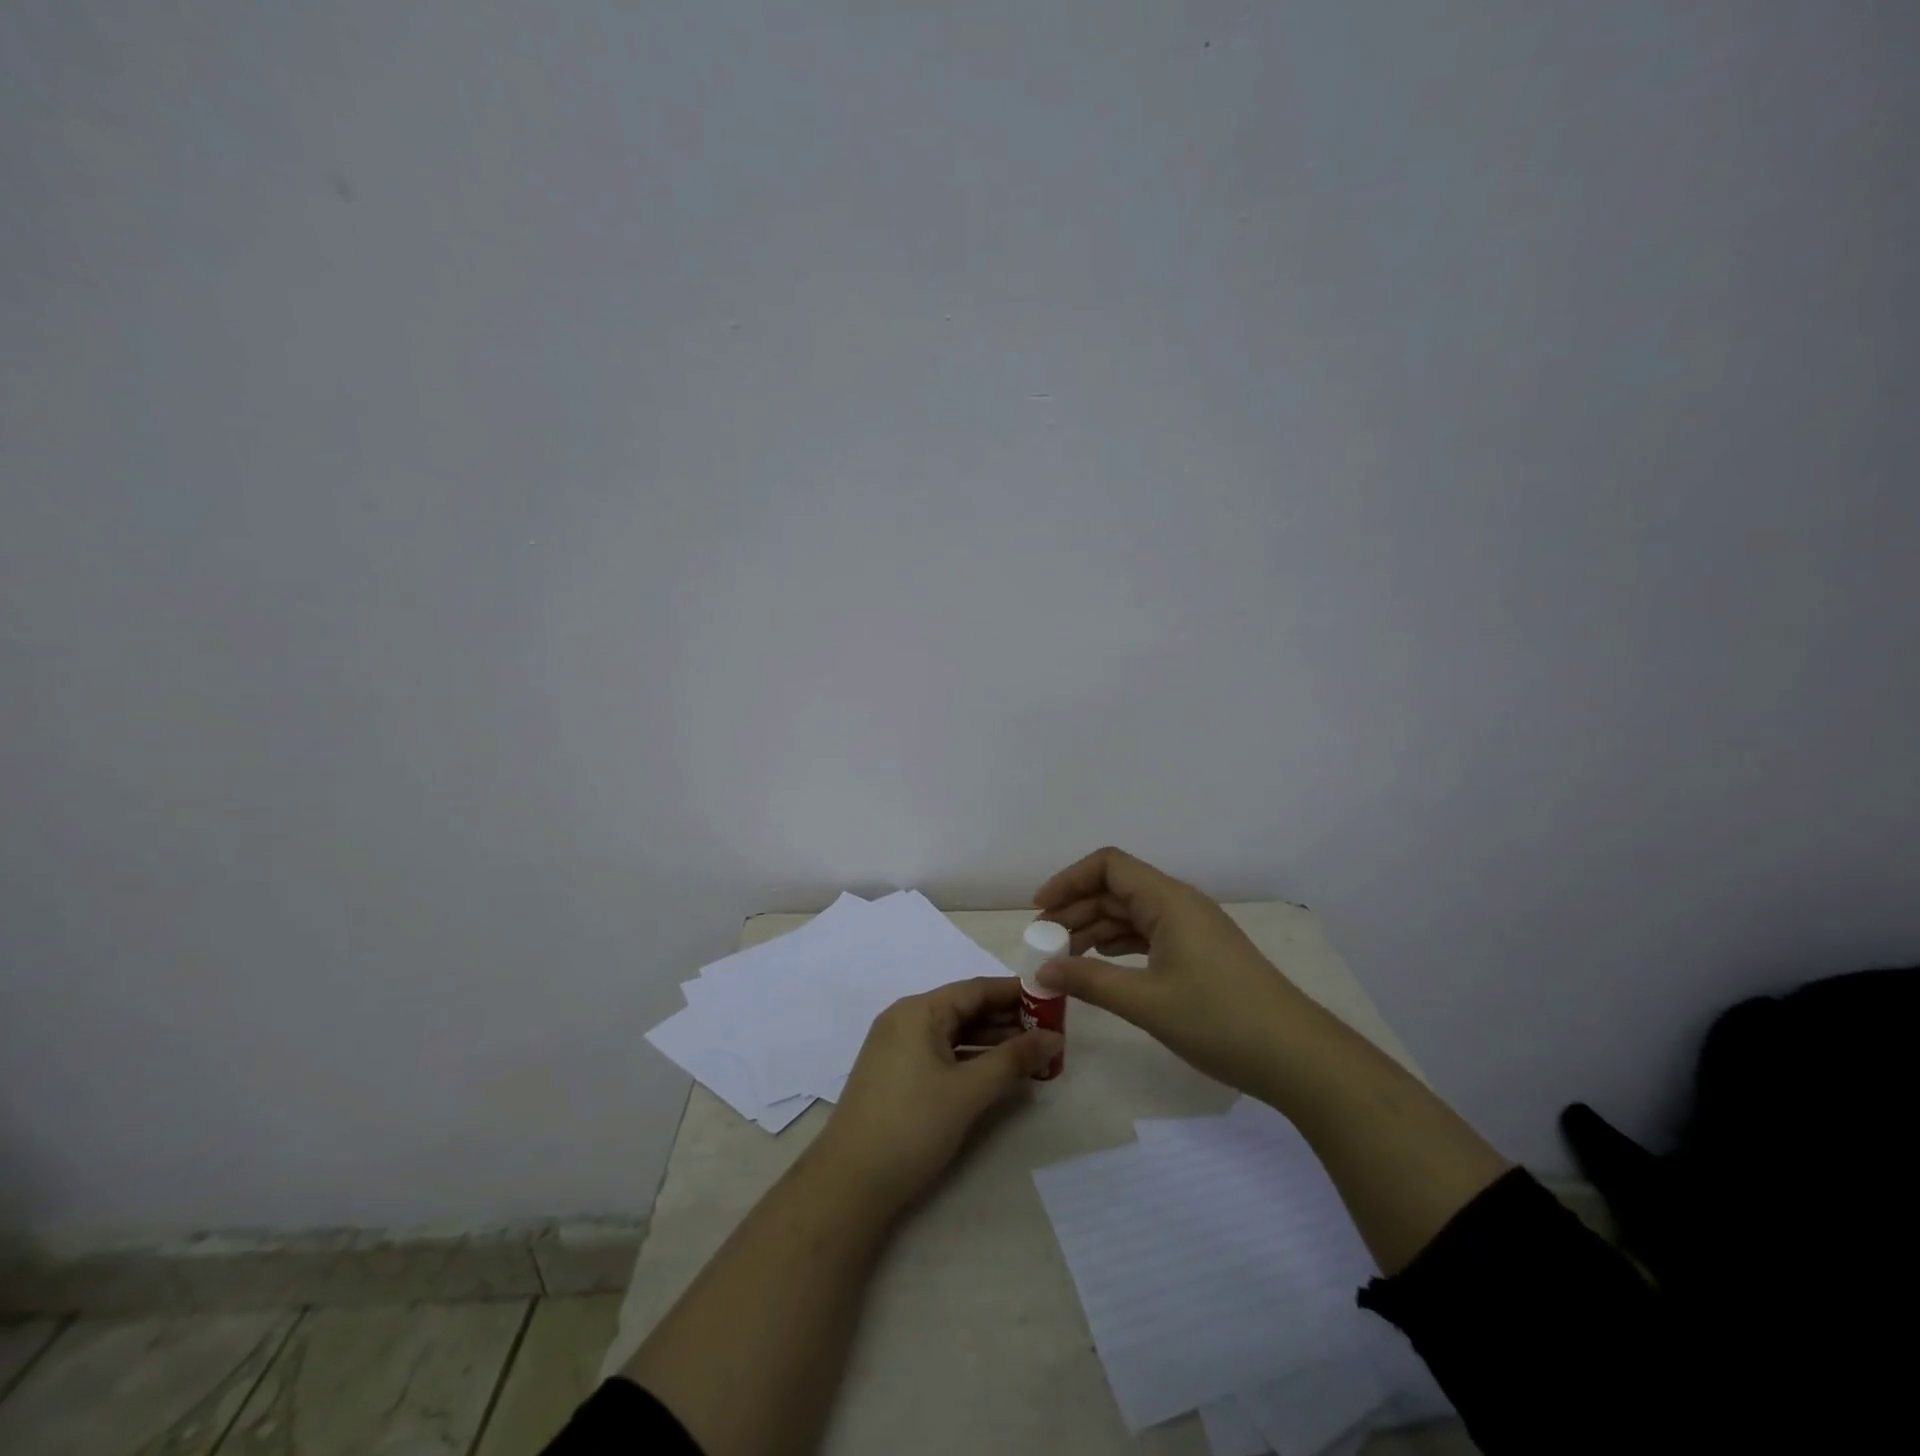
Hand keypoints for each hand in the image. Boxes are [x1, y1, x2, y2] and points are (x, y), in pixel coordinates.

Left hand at [811, 977, 1060, 1215]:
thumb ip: (1013, 1060)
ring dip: (993, 1042)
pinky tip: (1000, 1074)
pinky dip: (972, 1059)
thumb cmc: (912, 1126)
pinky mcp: (898, 1075)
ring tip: (1035, 1055)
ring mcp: (899, 1048)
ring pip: (956, 1033)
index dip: (1017, 993)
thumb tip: (1054, 1037)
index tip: (1053, 1001)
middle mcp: (906, 1019)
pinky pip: (943, 1054)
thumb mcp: (968, 1091)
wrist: (850, 1184)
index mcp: (919, 1010)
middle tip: (1051, 1033)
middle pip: (966, 1009)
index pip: (976, 989)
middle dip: (1009, 1020)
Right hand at [1032, 846, 1308, 1096]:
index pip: (1108, 866)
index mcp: (1168, 900)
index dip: (1069, 880)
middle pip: (1116, 890)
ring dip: (1095, 930)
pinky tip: (1101, 967)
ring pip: (1131, 914)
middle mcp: (1179, 904)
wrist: (1296, 1056)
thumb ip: (1089, 982)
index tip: (1040, 910)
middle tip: (1044, 943)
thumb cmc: (1219, 1020)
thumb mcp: (1145, 1001)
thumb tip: (1043, 972)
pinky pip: (1148, 935)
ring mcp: (1192, 928)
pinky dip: (1119, 946)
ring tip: (1064, 959)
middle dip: (1076, 910)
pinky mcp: (1200, 952)